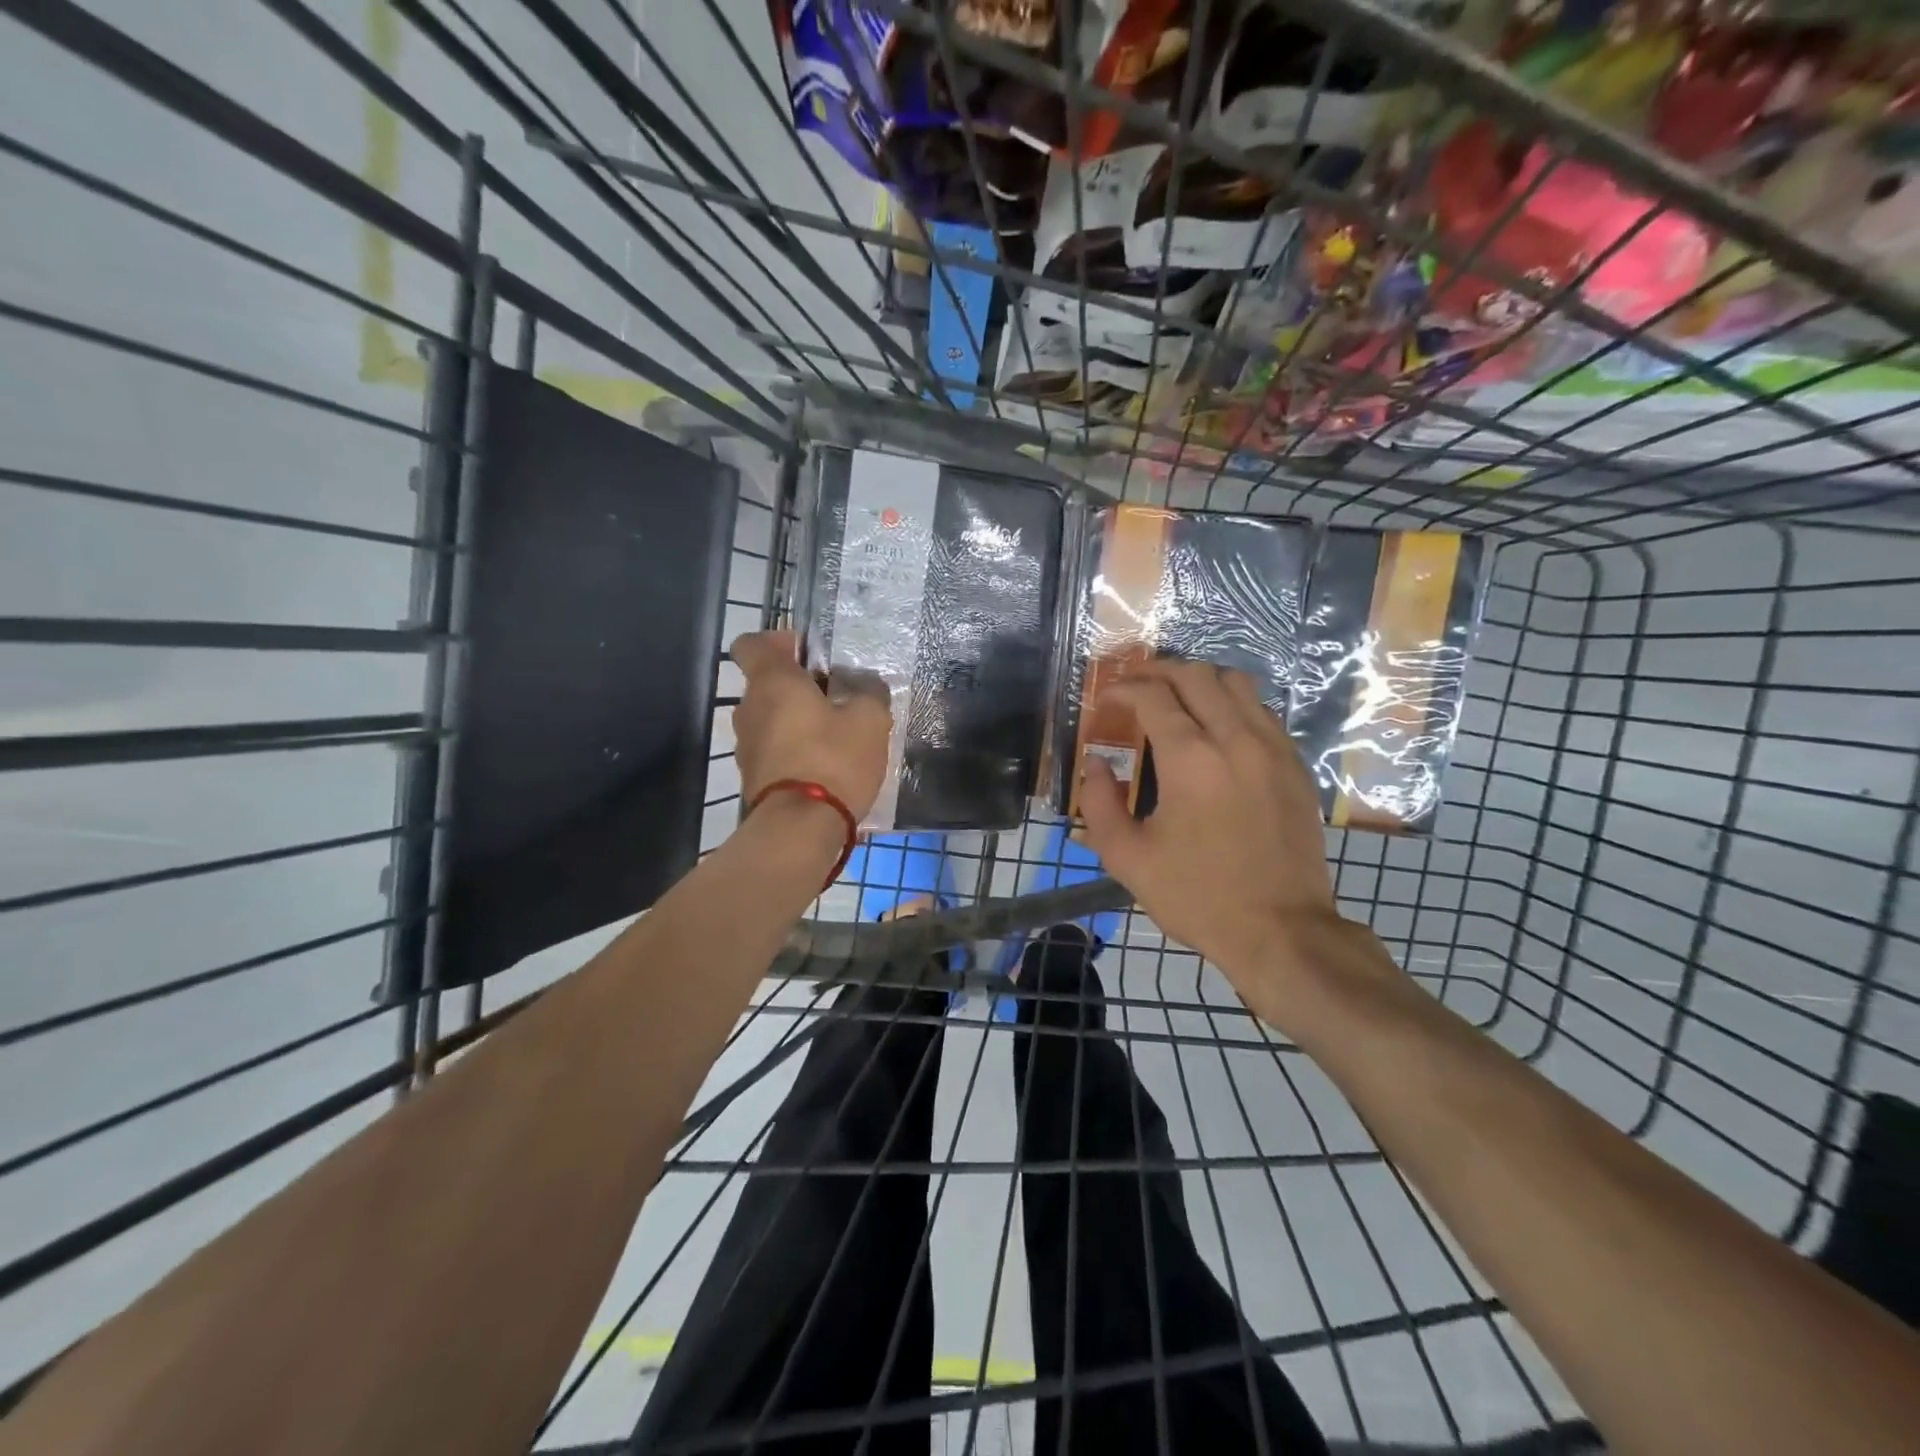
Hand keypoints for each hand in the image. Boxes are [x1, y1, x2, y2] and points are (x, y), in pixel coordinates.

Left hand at [730, 630, 891, 821]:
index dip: (777, 642)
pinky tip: (826, 766)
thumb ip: (869, 694)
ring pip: (771, 719)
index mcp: (772, 682)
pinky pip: (774, 751)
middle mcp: (749, 709)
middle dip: (799, 687)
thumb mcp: (870, 720)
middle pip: (767, 684)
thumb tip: (866, 687)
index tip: (807, 653)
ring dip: (797, 721)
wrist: (800, 828)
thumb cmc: (833, 759)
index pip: (752, 644)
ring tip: (836, 736)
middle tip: (837, 698)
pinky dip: (794, 751)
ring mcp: (746, 747)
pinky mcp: (753, 778)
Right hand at [1078, 660, 1357, 1015]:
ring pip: (1238, 684)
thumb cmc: (1197, 896)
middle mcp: (1236, 739)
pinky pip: (1263, 712)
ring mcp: (1273, 749)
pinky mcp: (1296, 766)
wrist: (1281, 930)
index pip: (1153, 696)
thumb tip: (1096, 765)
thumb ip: (1099, 804)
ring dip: (1200, 682)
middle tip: (1136, 689)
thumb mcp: (1128, 859)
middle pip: (1197, 675)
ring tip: (1177, 700)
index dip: (1123, 689)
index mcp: (1190, 760)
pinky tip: (1217, 731)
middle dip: (1158, 672)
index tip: (1106, 701)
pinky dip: (1233, 705)